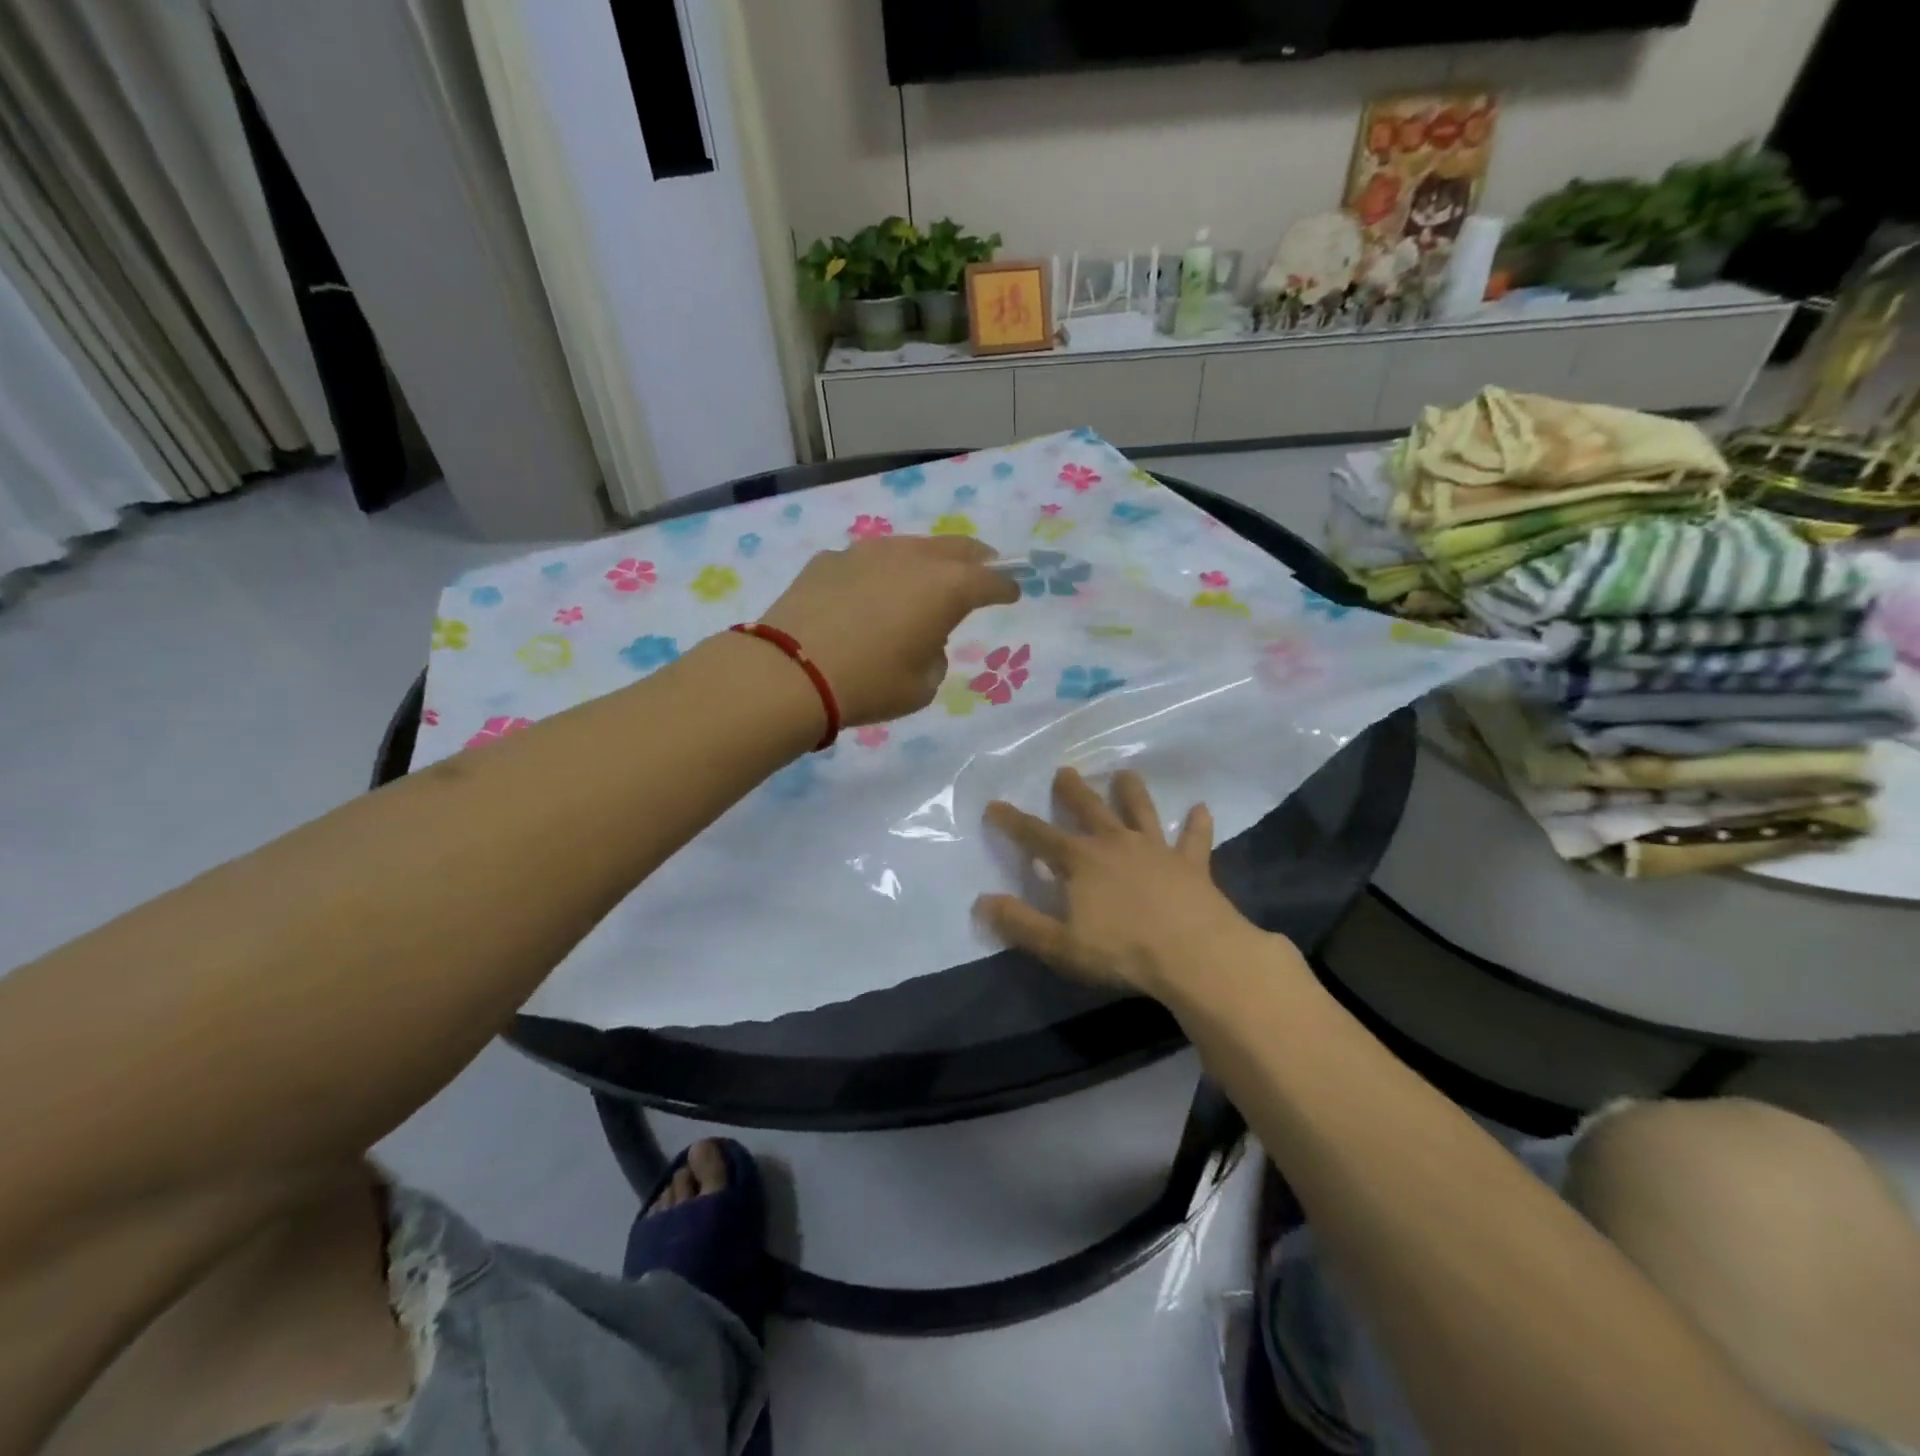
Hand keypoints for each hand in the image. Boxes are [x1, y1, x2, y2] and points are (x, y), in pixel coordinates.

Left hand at [759, 536, 1019, 725]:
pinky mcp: (830, 559)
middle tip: (984, 567)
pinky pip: (868, 561)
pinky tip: (869, 594)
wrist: (791, 673)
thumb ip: (936, 656)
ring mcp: (867, 552)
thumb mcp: (921, 686)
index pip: (989, 580)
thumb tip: (924, 639)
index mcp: (946, 588)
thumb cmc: (869, 684)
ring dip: (926, 561)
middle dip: (975, 558)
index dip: (1005, 587)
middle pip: (955, 548)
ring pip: (909, 547)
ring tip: (925, 579)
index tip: (1013, 592)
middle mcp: (911, 558)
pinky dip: (880, 573)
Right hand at [976, 767, 1268, 999]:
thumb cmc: (1122, 951)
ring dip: (1132, 792)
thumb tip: (982, 901)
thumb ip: (1020, 922)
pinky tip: (1201, 808)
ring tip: (1125, 773)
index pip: (1037, 837)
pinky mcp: (1191, 864)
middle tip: (1064, 771)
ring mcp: (1156, 850)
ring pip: (1141, 811)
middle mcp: (1115, 844)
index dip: (1013, 821)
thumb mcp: (1060, 944)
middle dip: (1073, 791)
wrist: (1194, 954)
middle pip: (1090, 809)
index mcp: (1081, 861)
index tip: (994, 804)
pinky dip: (1197, 824)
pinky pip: (1194, 839)